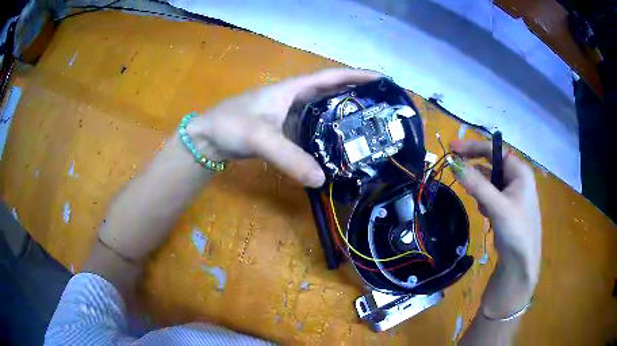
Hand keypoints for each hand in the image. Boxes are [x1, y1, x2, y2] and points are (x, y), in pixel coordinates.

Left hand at [186, 68, 380, 187]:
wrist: (207, 139)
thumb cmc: (230, 125)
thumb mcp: (259, 137)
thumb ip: (289, 157)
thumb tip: (322, 180)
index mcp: (292, 89)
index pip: (331, 77)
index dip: (356, 76)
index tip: (381, 79)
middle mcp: (294, 99)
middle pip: (331, 92)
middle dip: (356, 95)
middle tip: (381, 107)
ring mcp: (289, 115)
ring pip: (322, 111)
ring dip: (343, 115)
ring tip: (368, 126)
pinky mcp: (284, 130)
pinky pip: (312, 128)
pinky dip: (327, 134)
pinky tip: (337, 145)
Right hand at [449, 140, 541, 315]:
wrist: (521, 261)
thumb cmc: (515, 230)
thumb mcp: (496, 206)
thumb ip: (477, 184)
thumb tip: (453, 164)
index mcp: (519, 171)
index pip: (494, 150)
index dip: (473, 147)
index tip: (452, 149)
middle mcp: (517, 178)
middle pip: (491, 164)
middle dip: (476, 170)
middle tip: (455, 170)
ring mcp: (512, 192)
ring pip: (490, 181)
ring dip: (480, 189)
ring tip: (479, 204)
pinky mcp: (507, 206)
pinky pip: (491, 195)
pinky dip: (484, 200)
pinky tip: (485, 213)